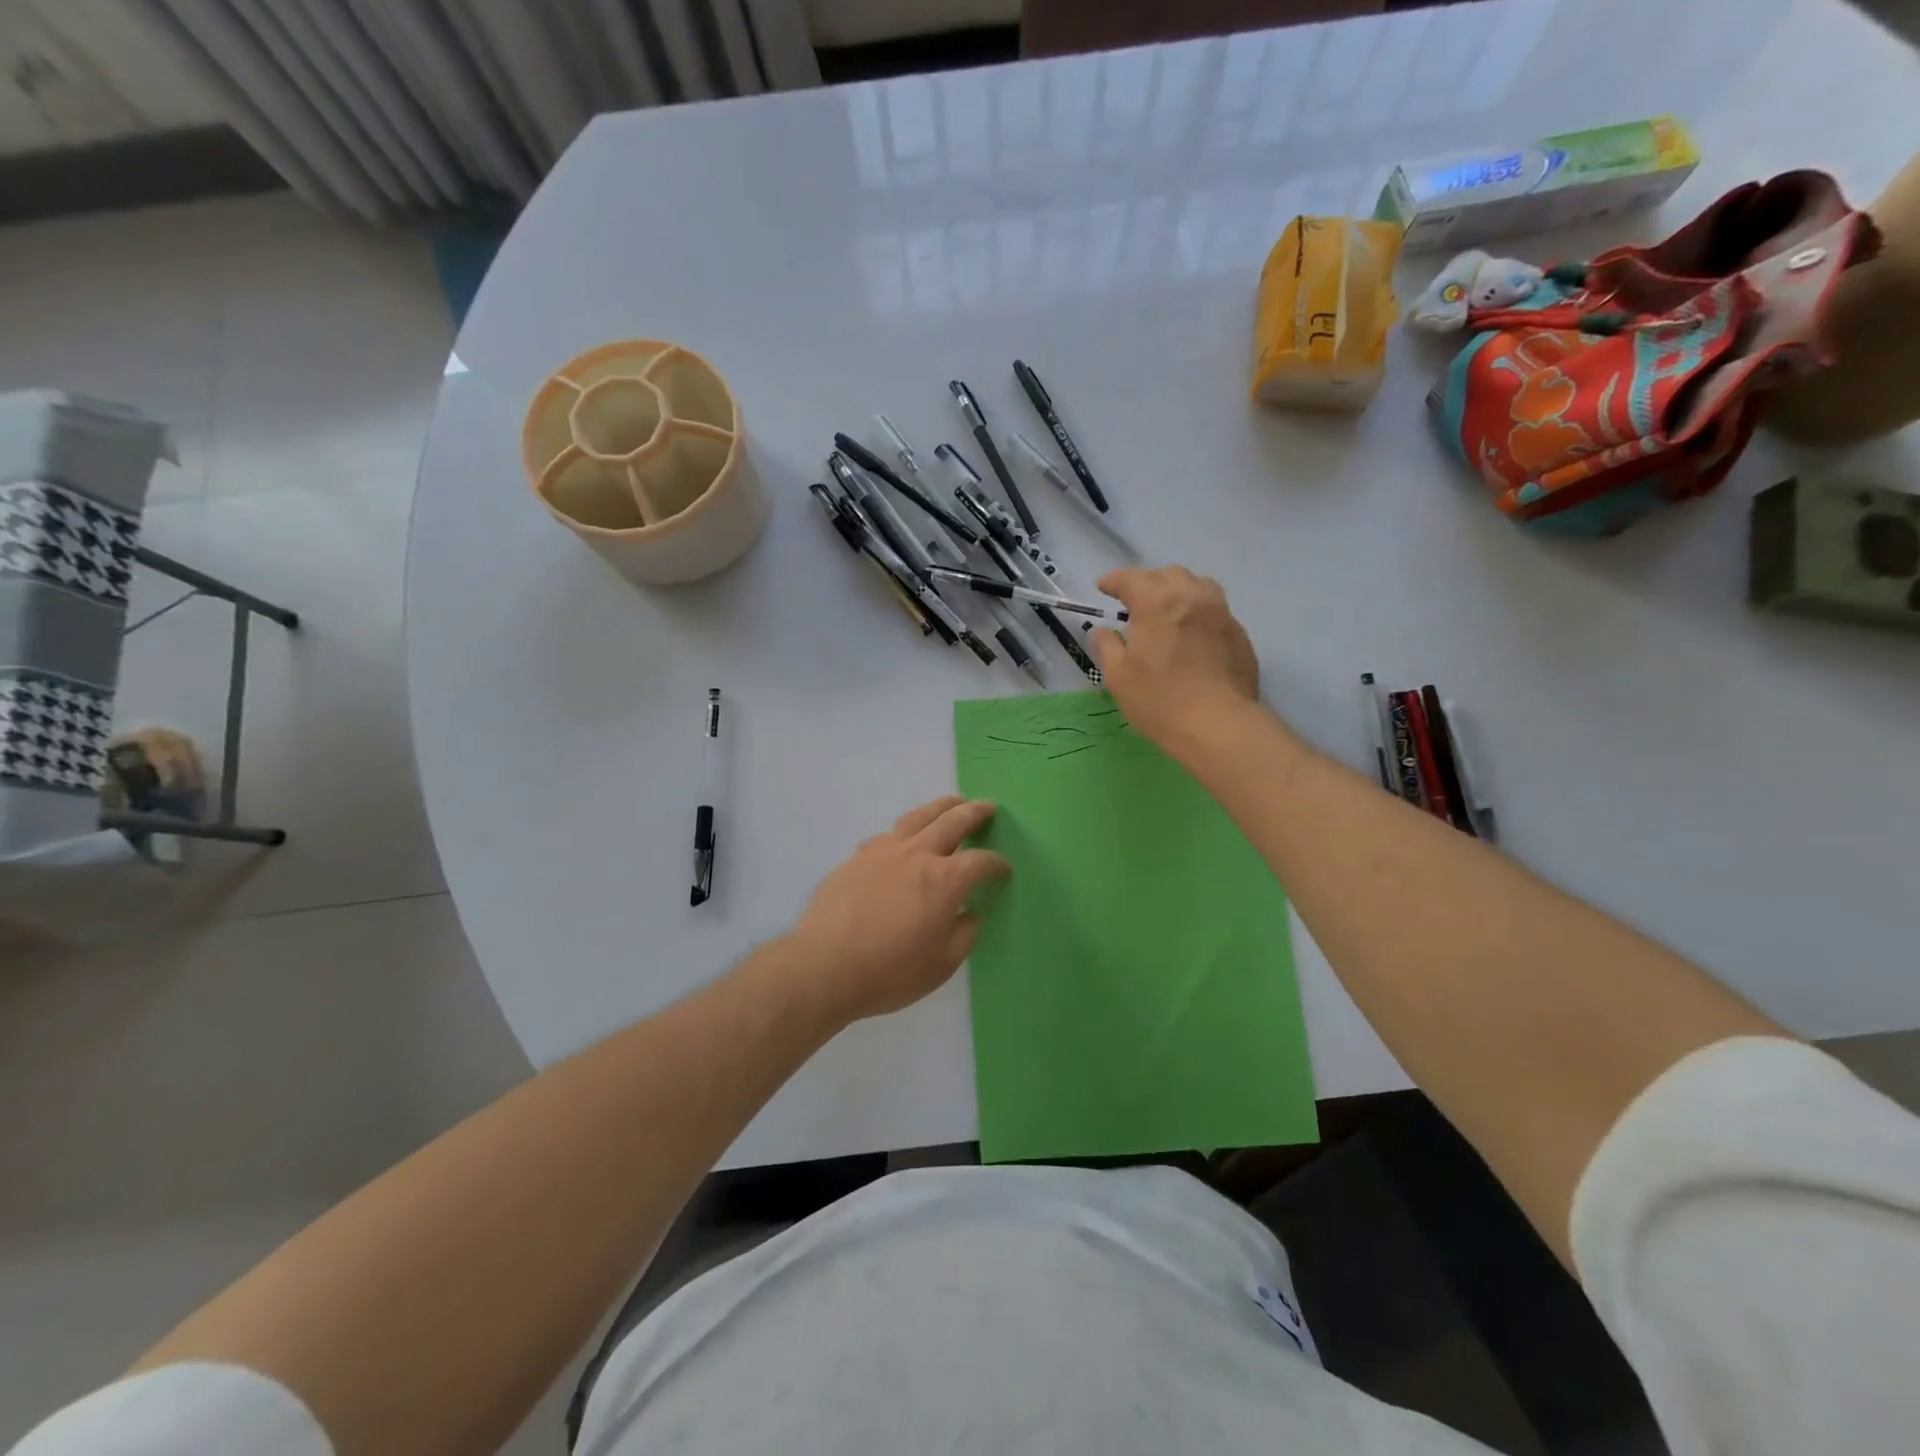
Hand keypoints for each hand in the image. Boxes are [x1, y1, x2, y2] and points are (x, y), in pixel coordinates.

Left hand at [787, 796, 1009, 1022]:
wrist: (825, 966)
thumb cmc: (890, 971)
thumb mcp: (941, 965)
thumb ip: (963, 935)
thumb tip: (971, 914)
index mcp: (945, 880)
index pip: (980, 862)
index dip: (996, 864)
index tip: (1004, 869)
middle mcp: (917, 854)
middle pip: (953, 821)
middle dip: (975, 812)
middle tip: (988, 807)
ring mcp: (884, 850)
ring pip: (918, 816)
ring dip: (940, 806)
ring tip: (951, 804)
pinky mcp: (857, 857)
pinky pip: (887, 834)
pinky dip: (904, 831)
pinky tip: (902, 840)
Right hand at [1089, 566, 1261, 753]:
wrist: (1219, 726)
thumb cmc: (1160, 701)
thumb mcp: (1118, 677)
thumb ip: (1107, 646)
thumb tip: (1102, 631)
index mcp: (1158, 603)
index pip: (1131, 579)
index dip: (1114, 581)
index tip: (1103, 588)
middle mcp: (1192, 598)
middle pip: (1168, 574)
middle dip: (1148, 582)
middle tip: (1135, 603)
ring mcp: (1221, 614)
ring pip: (1199, 586)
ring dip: (1179, 591)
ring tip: (1169, 611)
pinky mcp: (1239, 635)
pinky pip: (1216, 611)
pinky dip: (1199, 613)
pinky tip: (1193, 636)